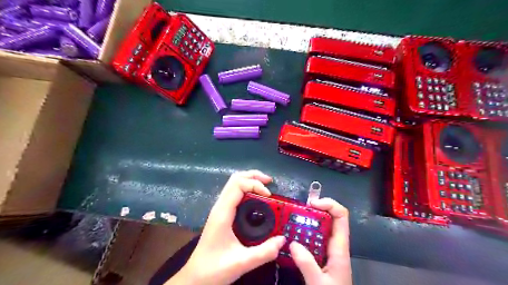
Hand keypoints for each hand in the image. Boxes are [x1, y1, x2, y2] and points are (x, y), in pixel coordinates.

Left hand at [167, 171, 284, 284]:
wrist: (194, 278)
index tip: (270, 196)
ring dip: (250, 181)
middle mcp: (220, 206)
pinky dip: (247, 190)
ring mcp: (220, 210)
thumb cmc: (214, 269)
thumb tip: (283, 239)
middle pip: (235, 179)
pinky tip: (257, 200)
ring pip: (233, 185)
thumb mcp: (241, 263)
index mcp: (222, 213)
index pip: (238, 185)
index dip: (255, 184)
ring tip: (266, 187)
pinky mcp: (222, 215)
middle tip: (270, 182)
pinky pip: (234, 194)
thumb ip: (264, 252)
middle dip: (253, 176)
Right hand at [287, 198, 351, 284]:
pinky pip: (315, 238)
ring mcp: (330, 249)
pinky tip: (293, 234)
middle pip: (331, 217)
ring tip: (292, 218)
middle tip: (297, 209)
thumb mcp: (318, 283)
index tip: (311, 204)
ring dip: (308, 220)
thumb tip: (292, 243)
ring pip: (322, 227)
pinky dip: (305, 232)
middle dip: (315, 209)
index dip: (329, 204)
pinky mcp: (323, 255)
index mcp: (340, 248)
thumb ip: (307, 264)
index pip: (341, 216)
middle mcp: (336, 245)